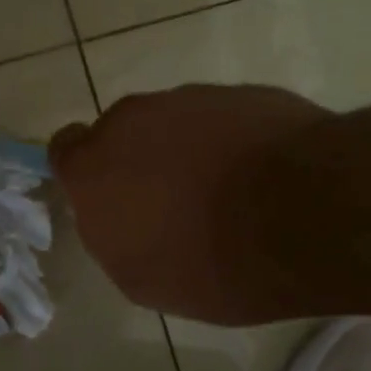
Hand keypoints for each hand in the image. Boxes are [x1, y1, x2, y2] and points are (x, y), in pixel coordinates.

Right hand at [50, 84, 332, 324]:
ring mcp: (188, 100)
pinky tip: (259, 177)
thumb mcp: (141, 278)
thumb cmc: (209, 262)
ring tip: (226, 192)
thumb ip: (113, 236)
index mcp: (92, 168)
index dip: (84, 172)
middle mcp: (130, 121)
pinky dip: (228, 142)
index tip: (110, 197)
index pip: (64, 150)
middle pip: (120, 134)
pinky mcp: (241, 92)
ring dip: (185, 150)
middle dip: (137, 161)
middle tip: (171, 201)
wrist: (307, 215)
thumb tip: (119, 216)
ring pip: (171, 123)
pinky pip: (219, 118)